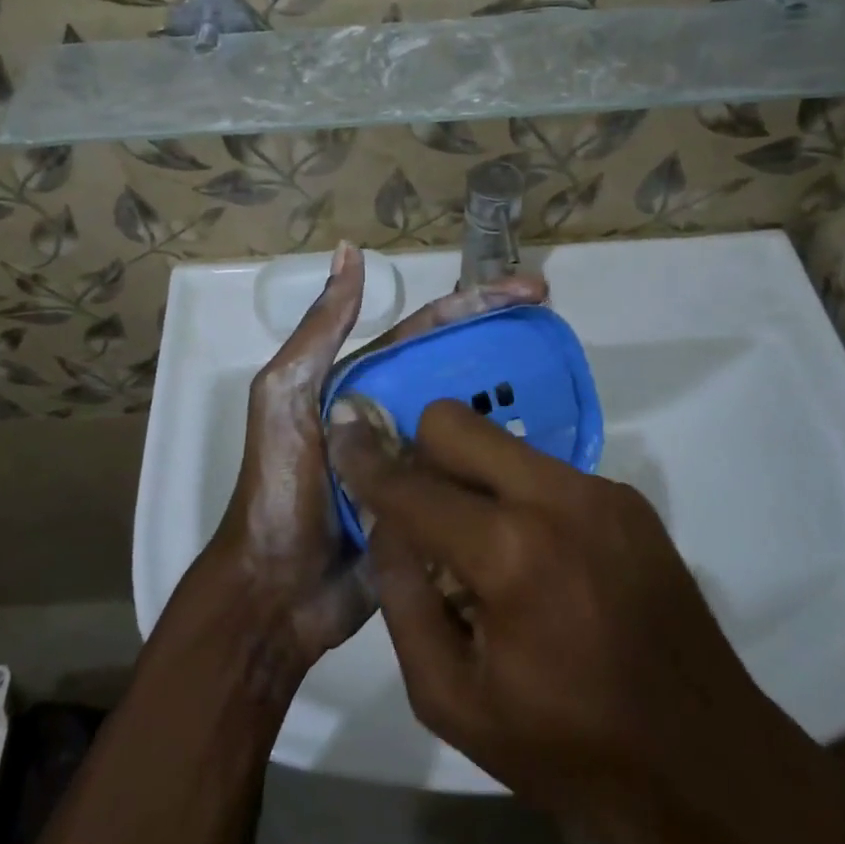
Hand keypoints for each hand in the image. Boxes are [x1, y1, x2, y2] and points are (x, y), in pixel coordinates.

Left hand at [212, 244, 547, 666]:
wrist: (277, 591)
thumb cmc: (280, 485)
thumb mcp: (286, 394)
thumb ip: (322, 330)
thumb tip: (349, 253)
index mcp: (363, 382)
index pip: (428, 331)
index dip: (476, 304)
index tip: (530, 291)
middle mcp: (393, 412)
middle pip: (459, 368)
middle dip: (506, 341)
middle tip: (557, 324)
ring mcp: (416, 461)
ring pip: (472, 419)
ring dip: (515, 397)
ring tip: (567, 381)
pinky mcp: (433, 507)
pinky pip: (473, 475)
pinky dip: (505, 459)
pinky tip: (549, 450)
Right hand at [328, 401, 844, 843]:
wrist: (708, 763)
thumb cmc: (571, 749)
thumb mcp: (454, 702)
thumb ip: (404, 600)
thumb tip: (388, 528)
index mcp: (510, 554)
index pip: (413, 485)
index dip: (366, 461)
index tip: (341, 435)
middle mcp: (556, 498)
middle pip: (457, 422)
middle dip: (420, 449)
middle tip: (417, 501)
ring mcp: (599, 490)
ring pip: (502, 442)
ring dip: (472, 478)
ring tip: (481, 543)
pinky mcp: (626, 497)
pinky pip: (545, 472)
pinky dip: (518, 498)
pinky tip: (537, 558)